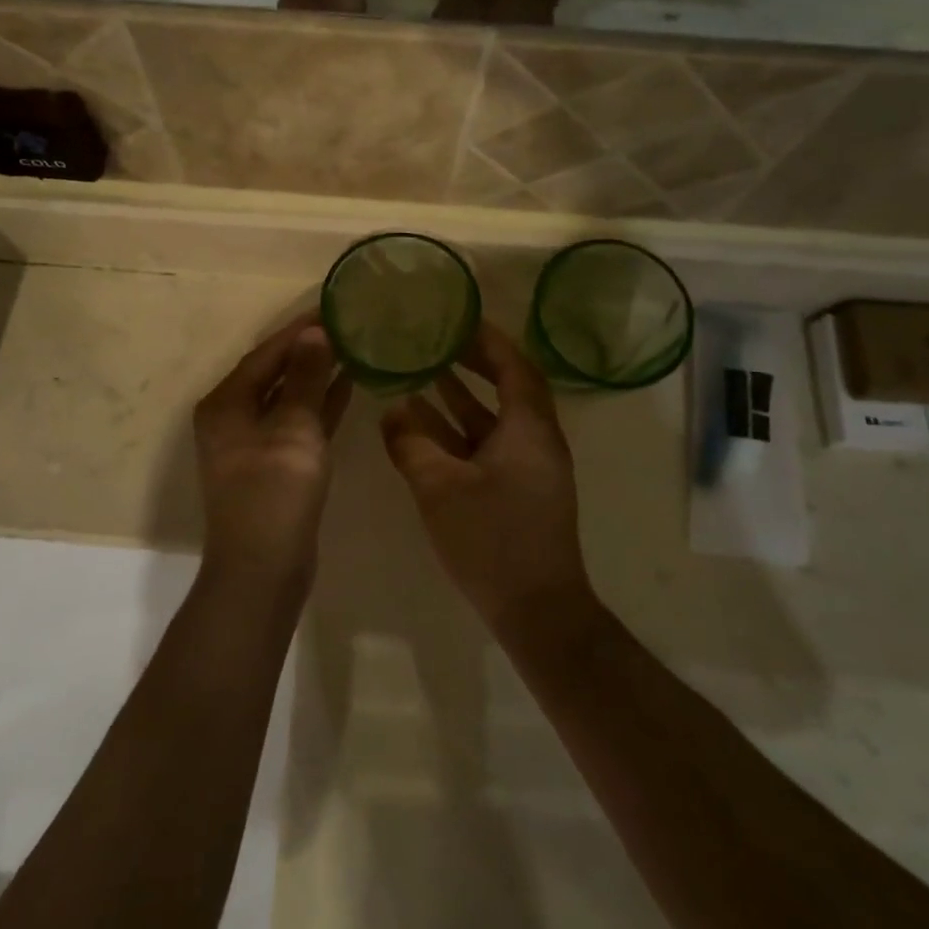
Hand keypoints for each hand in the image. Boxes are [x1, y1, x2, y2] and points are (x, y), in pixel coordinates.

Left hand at [194, 313, 352, 593]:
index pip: (266, 354)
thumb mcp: (293, 430)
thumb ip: (304, 378)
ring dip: (317, 375)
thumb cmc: (275, 494)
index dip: (298, 330)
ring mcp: (252, 444)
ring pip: (288, 397)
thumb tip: (313, 332)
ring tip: (353, 348)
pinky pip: (297, 422)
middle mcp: (233, 418)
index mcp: (226, 404)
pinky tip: (348, 387)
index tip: (331, 306)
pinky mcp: (274, 465)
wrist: (262, 570)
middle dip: (309, 349)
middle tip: (347, 324)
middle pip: (274, 372)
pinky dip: (320, 405)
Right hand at [380, 323, 591, 636]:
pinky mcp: (519, 491)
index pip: (514, 365)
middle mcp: (536, 440)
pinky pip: (489, 445)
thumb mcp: (440, 488)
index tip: (456, 318)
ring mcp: (529, 468)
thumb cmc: (493, 540)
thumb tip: (392, 410)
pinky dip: (460, 432)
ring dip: (461, 397)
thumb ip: (412, 443)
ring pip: (494, 419)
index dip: (486, 339)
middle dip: (473, 363)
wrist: (537, 611)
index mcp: (529, 428)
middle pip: (508, 386)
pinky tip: (425, 428)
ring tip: (423, 373)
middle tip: (436, 341)